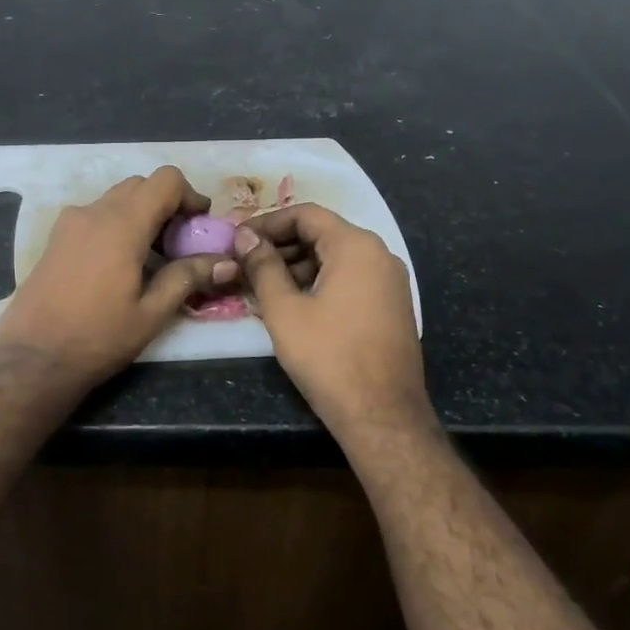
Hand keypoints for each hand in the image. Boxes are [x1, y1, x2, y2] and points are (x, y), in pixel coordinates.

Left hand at [0, 166, 237, 392]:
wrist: (32, 359)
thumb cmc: (97, 338)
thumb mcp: (150, 313)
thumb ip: (188, 277)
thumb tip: (227, 262)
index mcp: (122, 224)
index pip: (165, 180)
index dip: (190, 195)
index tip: (200, 226)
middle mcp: (94, 212)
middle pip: (141, 185)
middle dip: (167, 205)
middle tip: (180, 244)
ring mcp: (69, 223)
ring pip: (116, 199)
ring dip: (141, 214)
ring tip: (151, 257)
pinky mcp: (55, 238)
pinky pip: (95, 215)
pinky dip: (117, 224)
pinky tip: (120, 264)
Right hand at [234, 203, 429, 433]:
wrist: (383, 415)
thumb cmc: (328, 357)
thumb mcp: (284, 310)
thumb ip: (263, 267)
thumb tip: (245, 238)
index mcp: (356, 246)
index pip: (306, 214)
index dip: (267, 223)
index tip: (238, 241)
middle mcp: (379, 254)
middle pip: (323, 233)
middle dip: (281, 245)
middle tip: (245, 264)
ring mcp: (390, 281)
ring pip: (336, 258)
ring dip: (298, 266)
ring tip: (262, 286)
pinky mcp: (392, 305)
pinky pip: (351, 278)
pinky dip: (320, 282)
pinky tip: (293, 303)